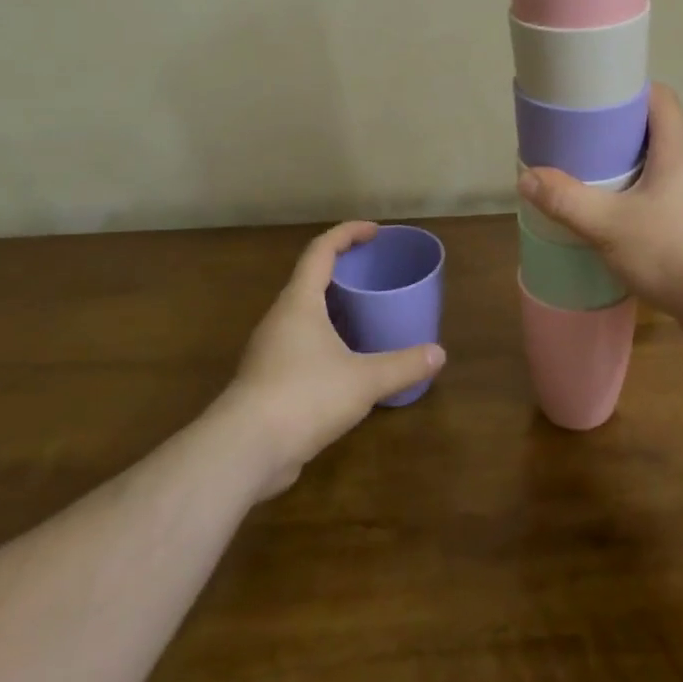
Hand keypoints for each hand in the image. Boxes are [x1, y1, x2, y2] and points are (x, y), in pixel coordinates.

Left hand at [231, 222, 445, 496]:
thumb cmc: (304, 396)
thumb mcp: (364, 380)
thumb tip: (439, 354)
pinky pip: (300, 345)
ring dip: (332, 307)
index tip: (374, 231)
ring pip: (303, 315)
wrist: (243, 451)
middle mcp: (280, 319)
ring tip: (364, 313)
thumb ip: (403, 365)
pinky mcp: (267, 381)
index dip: (347, 233)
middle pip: (309, 279)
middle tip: (373, 272)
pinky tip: (345, 362)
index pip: (321, 250)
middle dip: (341, 269)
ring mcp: (269, 351)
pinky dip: (325, 340)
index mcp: (300, 302)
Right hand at [518, 83, 682, 342]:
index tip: (597, 102)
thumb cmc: (672, 250)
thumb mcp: (609, 225)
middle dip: (623, 137)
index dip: (629, 93)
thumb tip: (526, 177)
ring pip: (667, 169)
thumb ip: (567, 201)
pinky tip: (628, 225)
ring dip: (637, 172)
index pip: (660, 98)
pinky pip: (675, 199)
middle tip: (586, 148)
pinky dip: (650, 201)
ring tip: (602, 186)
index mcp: (679, 149)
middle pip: (659, 133)